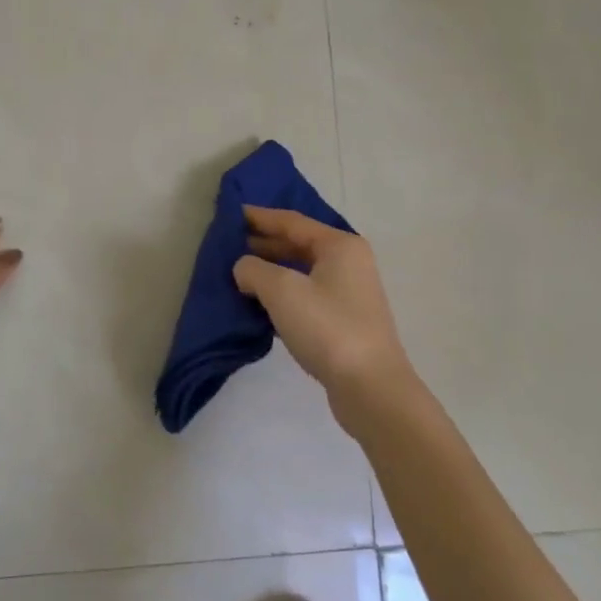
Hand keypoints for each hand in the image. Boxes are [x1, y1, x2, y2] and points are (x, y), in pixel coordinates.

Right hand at [232, 206, 416, 417]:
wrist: (370, 386)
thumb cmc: (327, 327)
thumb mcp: (282, 291)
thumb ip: (255, 270)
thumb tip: (244, 268)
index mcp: (339, 245)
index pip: (292, 221)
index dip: (260, 217)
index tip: (232, 214)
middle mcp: (349, 262)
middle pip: (300, 244)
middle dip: (265, 243)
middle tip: (231, 244)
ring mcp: (350, 293)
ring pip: (303, 271)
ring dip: (272, 270)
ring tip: (240, 273)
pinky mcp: (345, 320)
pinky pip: (307, 295)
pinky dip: (284, 294)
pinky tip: (261, 303)